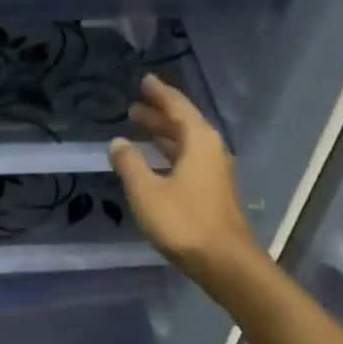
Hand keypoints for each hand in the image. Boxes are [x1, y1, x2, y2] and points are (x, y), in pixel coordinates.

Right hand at [109, 75, 261, 286]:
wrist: (225, 262)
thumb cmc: (184, 222)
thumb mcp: (147, 192)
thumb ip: (130, 164)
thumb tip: (117, 143)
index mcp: (198, 141)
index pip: (177, 107)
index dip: (159, 94)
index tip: (145, 81)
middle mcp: (211, 150)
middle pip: (183, 124)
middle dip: (159, 115)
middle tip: (134, 108)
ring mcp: (215, 172)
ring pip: (186, 144)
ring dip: (163, 136)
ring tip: (140, 129)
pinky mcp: (214, 192)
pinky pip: (188, 160)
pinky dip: (170, 155)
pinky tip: (156, 164)